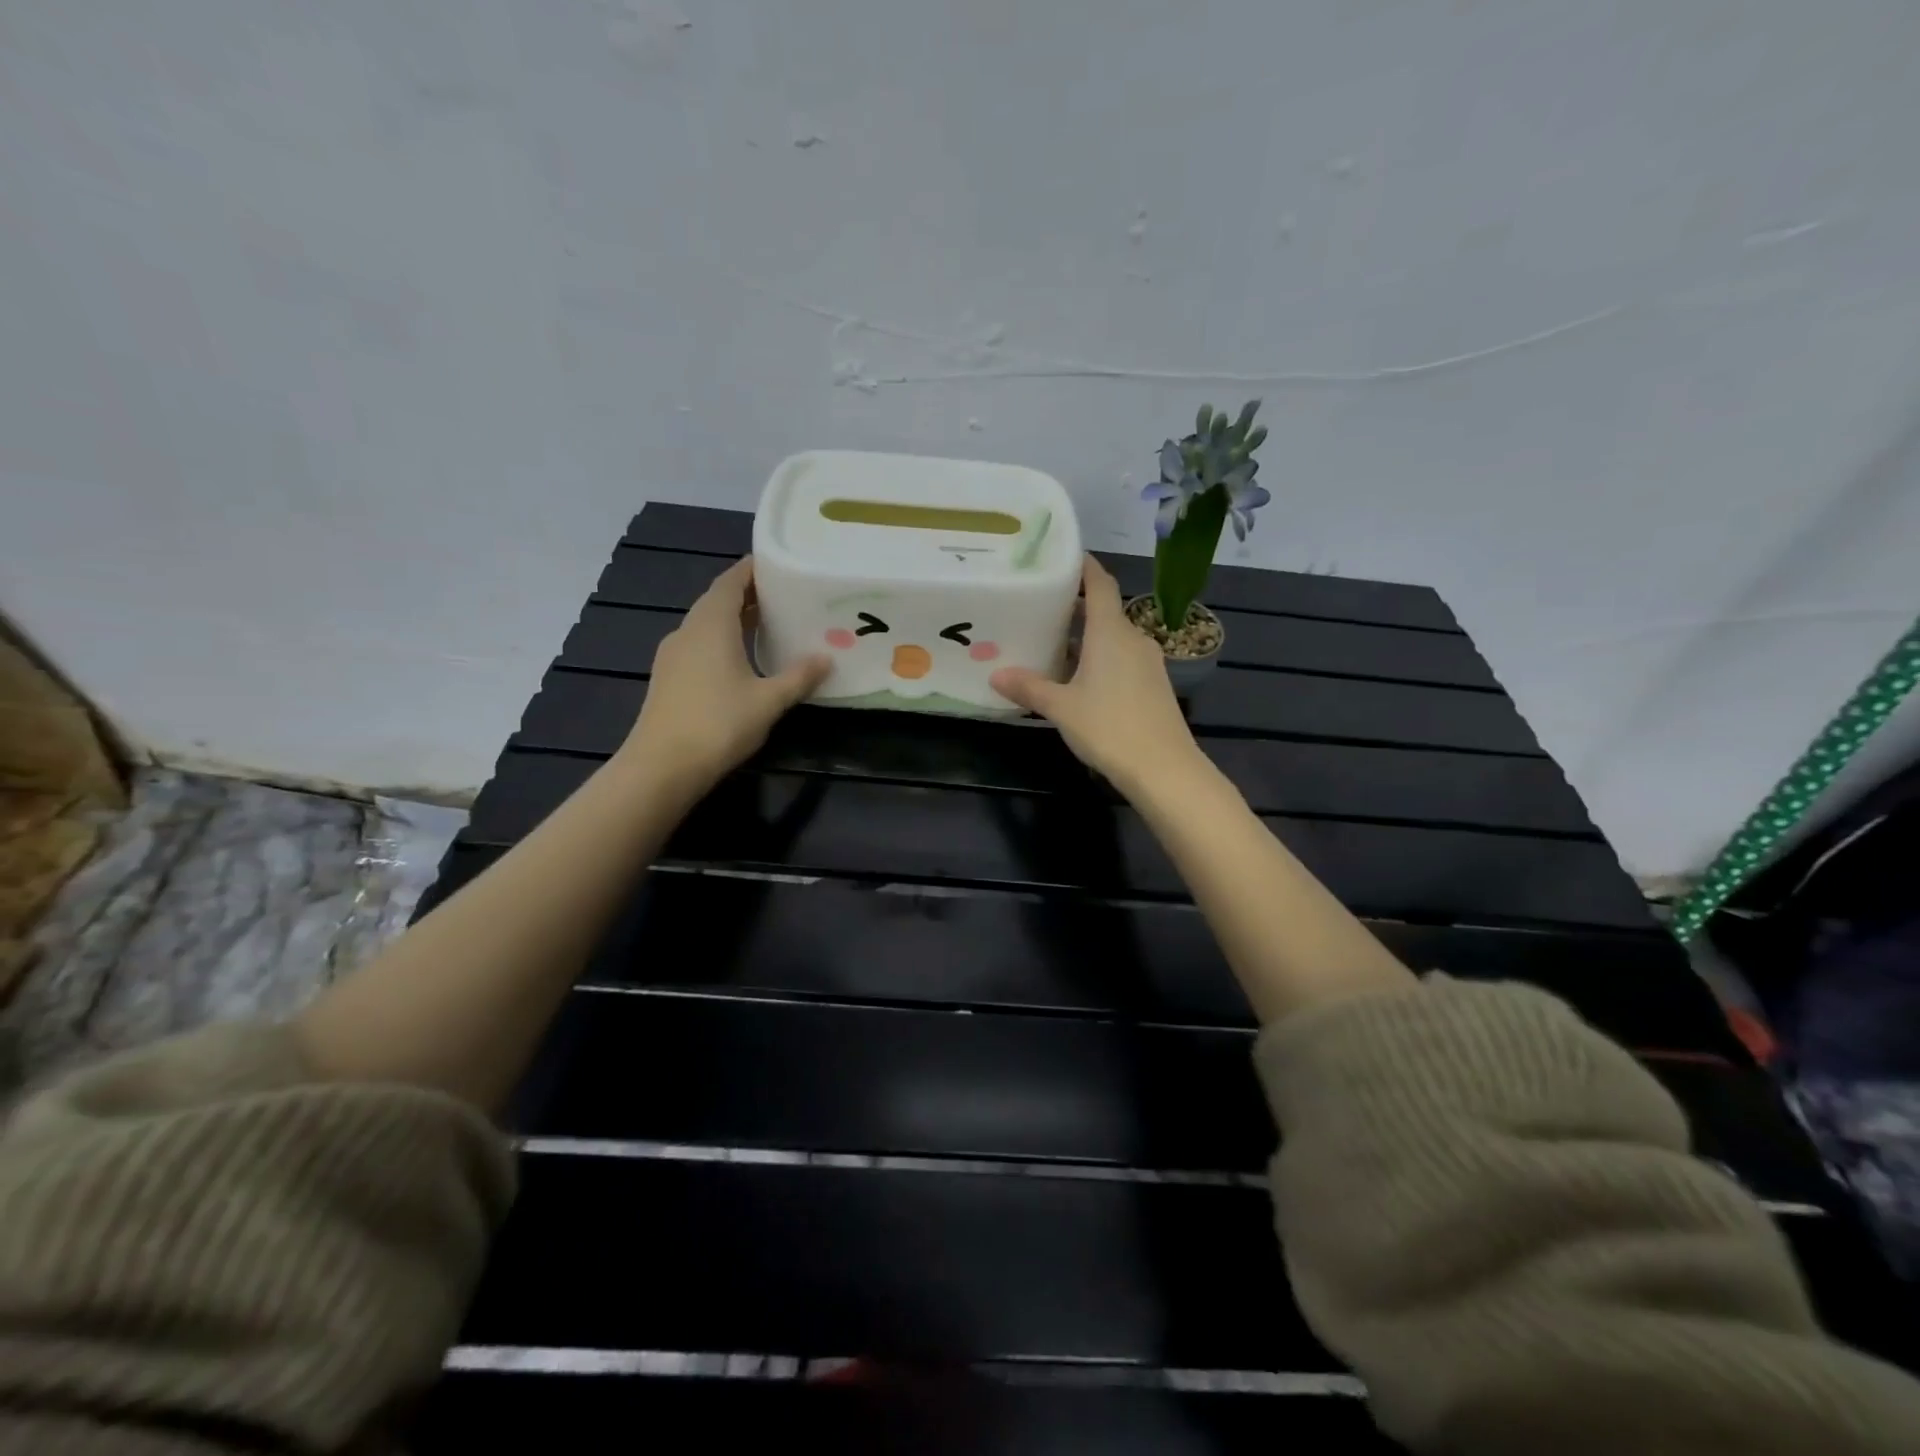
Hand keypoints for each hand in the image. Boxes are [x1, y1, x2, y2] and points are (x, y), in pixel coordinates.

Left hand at [619, 558, 828, 797]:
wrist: (661, 766)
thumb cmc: (718, 724)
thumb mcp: (769, 700)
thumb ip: (799, 677)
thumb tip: (826, 658)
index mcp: (711, 624)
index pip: (731, 582)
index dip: (752, 569)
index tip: (778, 563)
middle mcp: (688, 630)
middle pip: (718, 600)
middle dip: (748, 594)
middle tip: (783, 594)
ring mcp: (673, 655)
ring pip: (706, 624)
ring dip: (734, 618)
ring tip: (767, 623)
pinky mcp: (668, 677)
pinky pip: (699, 645)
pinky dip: (721, 640)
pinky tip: (741, 658)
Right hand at [991, 556, 1202, 794]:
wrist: (1164, 769)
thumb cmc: (1110, 727)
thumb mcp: (1061, 708)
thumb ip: (1030, 688)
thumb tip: (995, 674)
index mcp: (1110, 632)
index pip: (1100, 584)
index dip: (1084, 567)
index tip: (1063, 557)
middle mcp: (1133, 639)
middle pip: (1105, 612)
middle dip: (1076, 608)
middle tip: (1043, 608)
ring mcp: (1148, 663)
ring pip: (1114, 639)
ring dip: (1088, 638)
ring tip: (1055, 646)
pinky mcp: (1154, 686)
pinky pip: (1123, 660)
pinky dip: (1101, 659)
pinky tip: (1081, 680)